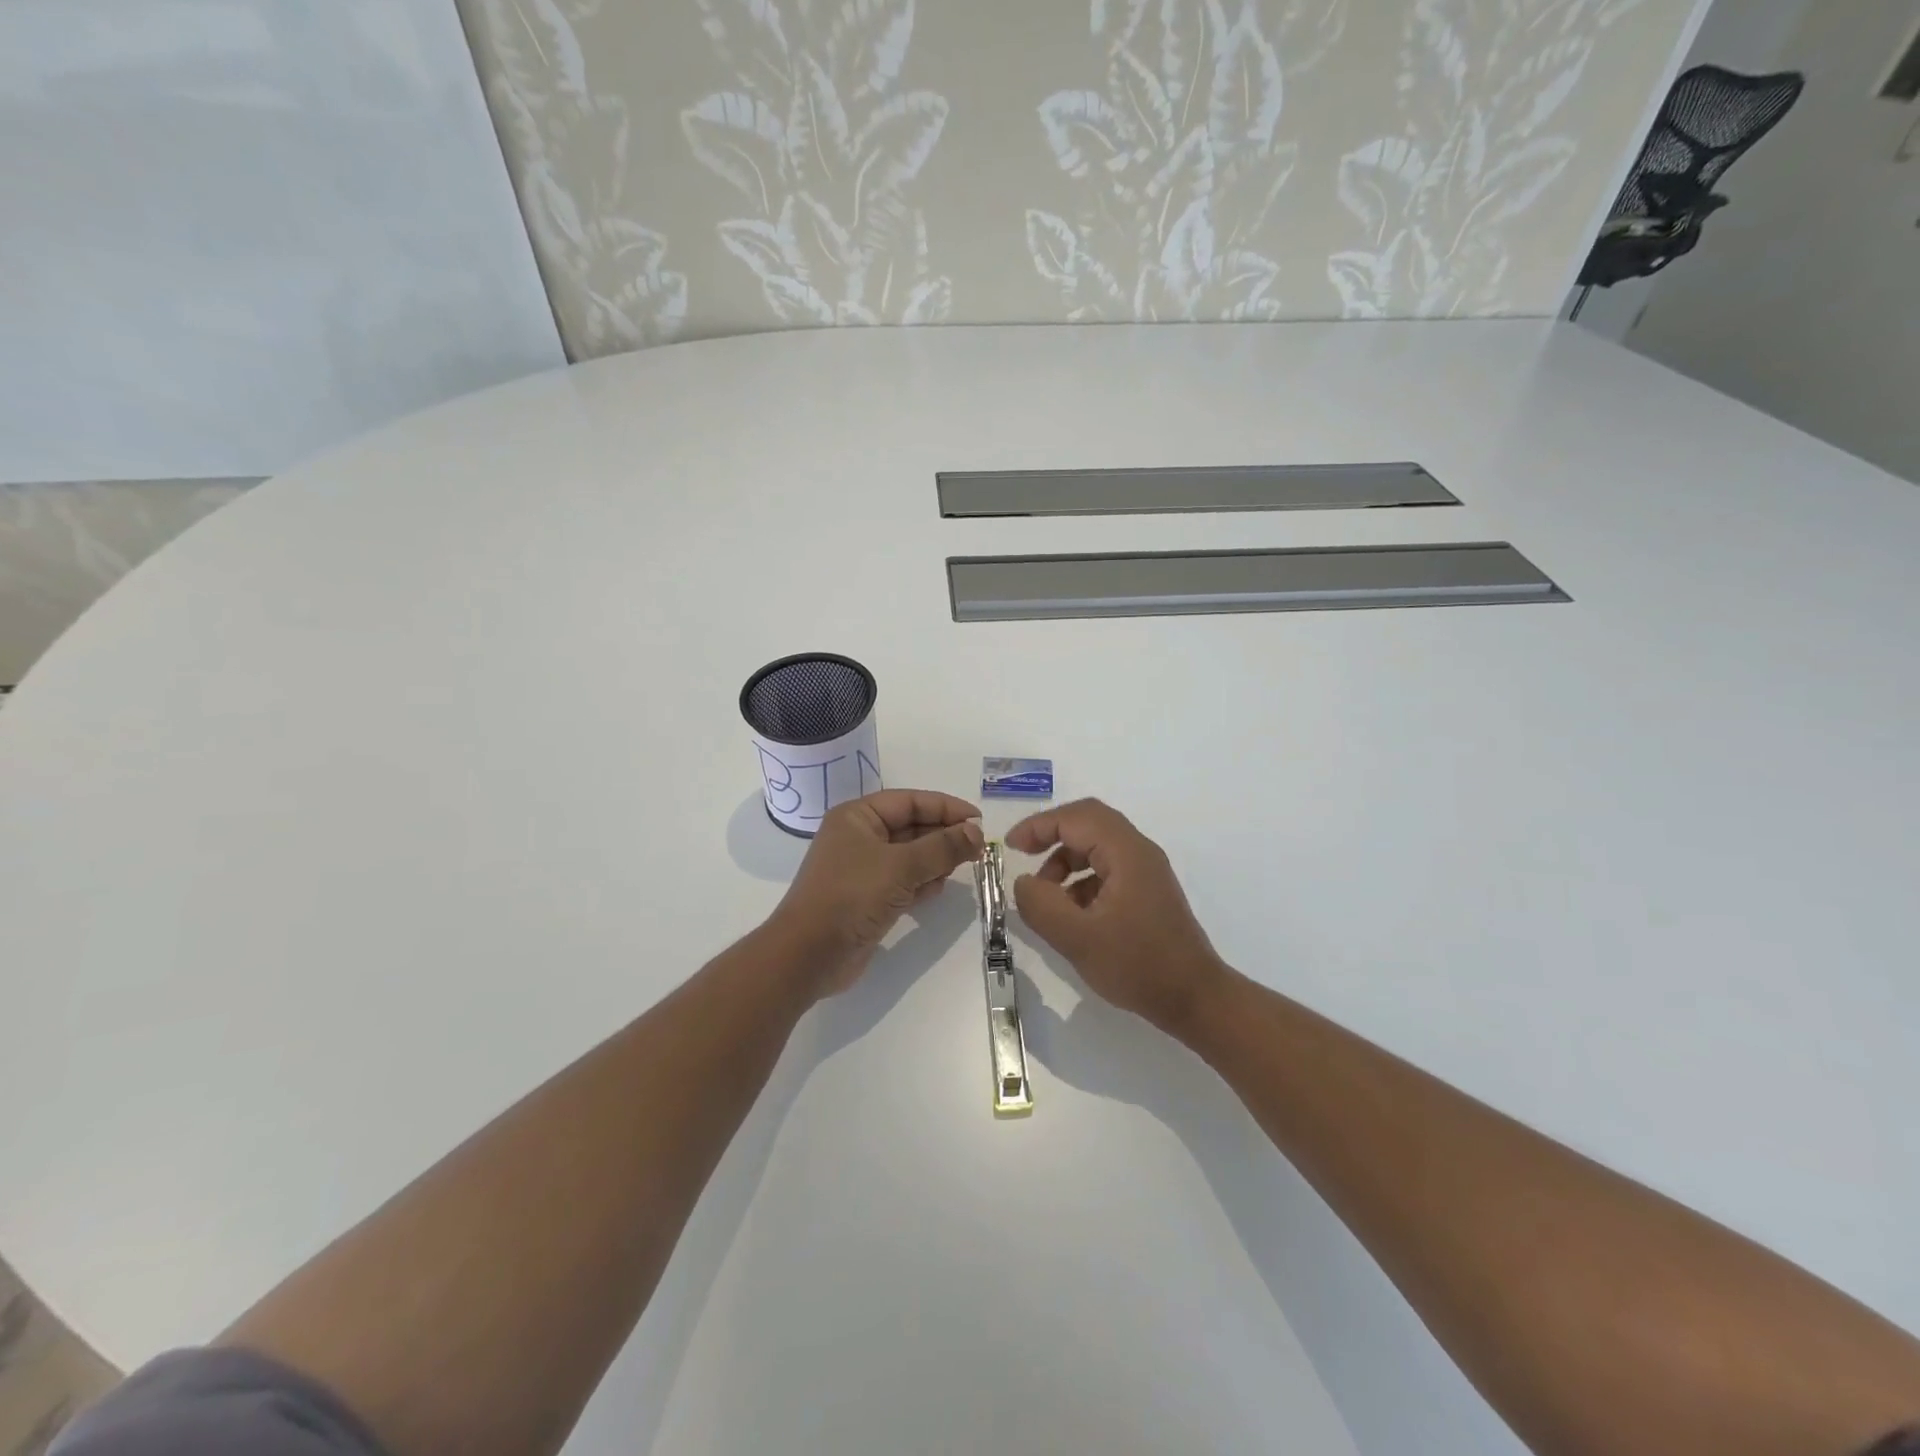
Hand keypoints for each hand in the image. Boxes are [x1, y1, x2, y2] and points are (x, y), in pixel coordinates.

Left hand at [772, 789, 984, 997]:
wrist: (809, 955)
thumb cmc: (852, 896)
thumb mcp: (901, 866)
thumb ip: (942, 847)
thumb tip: (977, 831)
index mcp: (858, 817)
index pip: (910, 801)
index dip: (946, 807)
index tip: (979, 820)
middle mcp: (859, 837)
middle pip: (911, 827)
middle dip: (944, 835)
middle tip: (979, 848)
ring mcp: (863, 869)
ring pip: (910, 856)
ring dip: (936, 860)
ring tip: (963, 867)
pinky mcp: (868, 898)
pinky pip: (904, 881)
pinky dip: (922, 882)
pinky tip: (939, 888)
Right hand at [1007, 798, 1227, 1036]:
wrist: (1195, 1000)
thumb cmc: (1138, 966)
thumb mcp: (1078, 939)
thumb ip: (1041, 905)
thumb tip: (1023, 882)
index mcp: (1127, 853)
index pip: (1076, 817)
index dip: (1039, 826)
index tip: (1011, 847)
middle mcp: (1139, 852)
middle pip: (1088, 823)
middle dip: (1051, 835)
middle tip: (1023, 856)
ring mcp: (1146, 872)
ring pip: (1097, 847)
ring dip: (1065, 861)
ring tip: (1046, 897)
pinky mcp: (1146, 893)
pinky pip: (1107, 869)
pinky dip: (1081, 880)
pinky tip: (1071, 914)